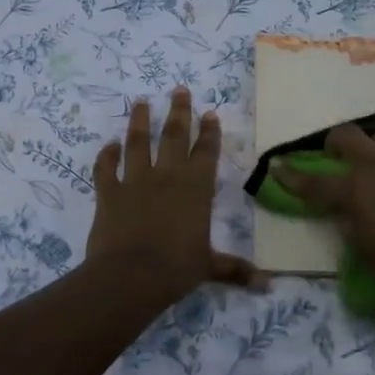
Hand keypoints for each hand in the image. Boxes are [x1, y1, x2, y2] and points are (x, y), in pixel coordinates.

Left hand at [86, 89, 260, 305]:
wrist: (130, 275)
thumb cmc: (176, 269)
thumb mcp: (209, 268)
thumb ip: (235, 270)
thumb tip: (268, 285)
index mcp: (196, 188)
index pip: (206, 152)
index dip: (209, 132)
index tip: (210, 113)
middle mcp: (167, 176)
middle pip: (174, 136)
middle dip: (178, 112)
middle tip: (179, 89)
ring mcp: (135, 180)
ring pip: (137, 142)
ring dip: (139, 121)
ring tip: (141, 102)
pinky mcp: (108, 192)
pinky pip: (106, 168)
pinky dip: (106, 155)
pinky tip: (108, 145)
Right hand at [270, 123, 374, 301]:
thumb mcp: (362, 246)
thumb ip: (348, 221)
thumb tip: (345, 210)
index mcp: (354, 189)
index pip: (314, 181)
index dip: (291, 176)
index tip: (276, 167)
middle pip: (346, 136)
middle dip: (333, 142)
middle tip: (331, 157)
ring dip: (367, 147)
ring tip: (368, 167)